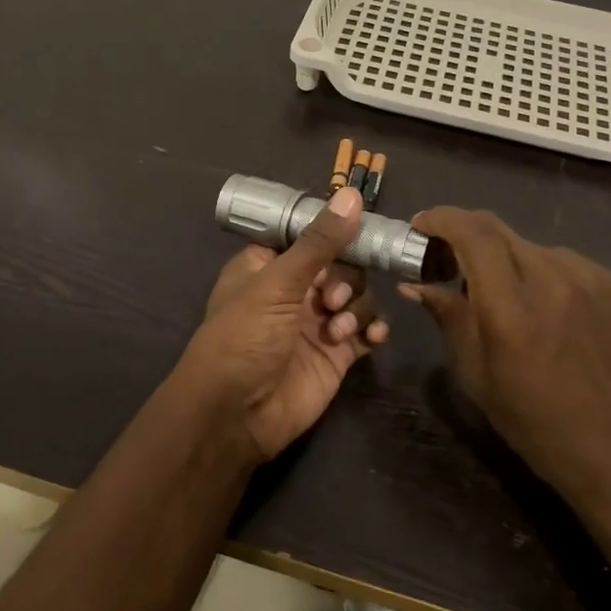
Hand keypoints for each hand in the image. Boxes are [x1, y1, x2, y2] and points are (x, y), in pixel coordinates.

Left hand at [171, 188, 389, 461]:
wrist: (236, 415)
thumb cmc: (244, 338)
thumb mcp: (277, 283)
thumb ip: (319, 242)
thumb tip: (351, 195)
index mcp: (268, 265)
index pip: (308, 234)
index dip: (333, 231)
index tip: (361, 226)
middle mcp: (294, 289)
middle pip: (340, 264)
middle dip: (345, 278)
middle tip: (331, 300)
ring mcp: (317, 322)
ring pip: (357, 296)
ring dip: (357, 307)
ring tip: (338, 329)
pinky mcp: (337, 353)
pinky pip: (367, 329)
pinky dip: (374, 329)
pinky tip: (372, 338)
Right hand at [401, 208, 610, 503]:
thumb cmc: (531, 418)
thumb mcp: (475, 372)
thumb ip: (448, 316)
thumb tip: (415, 284)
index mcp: (511, 308)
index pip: (473, 234)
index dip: (443, 219)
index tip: (422, 224)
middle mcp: (552, 280)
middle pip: (499, 230)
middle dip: (466, 233)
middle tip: (448, 255)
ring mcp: (590, 279)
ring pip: (531, 246)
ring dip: (505, 257)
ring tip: (501, 289)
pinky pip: (564, 262)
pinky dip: (541, 271)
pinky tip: (542, 303)